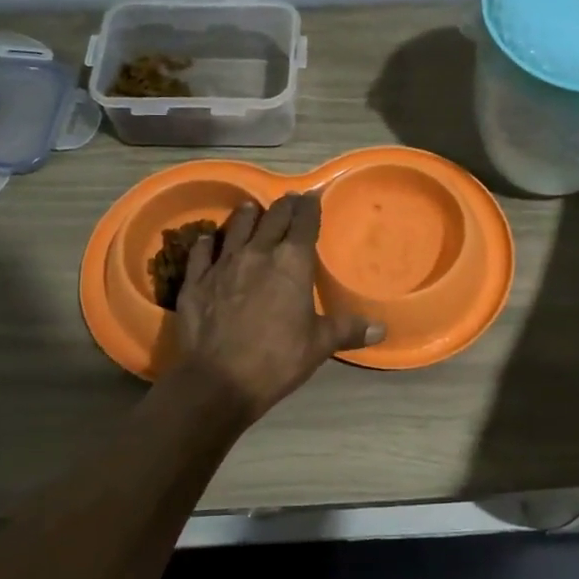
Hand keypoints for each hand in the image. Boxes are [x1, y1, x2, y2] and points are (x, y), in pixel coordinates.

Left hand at [171, 193, 381, 419]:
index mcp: (292, 263)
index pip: (304, 224)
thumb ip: (348, 330)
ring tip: (251, 208)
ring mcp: (223, 265)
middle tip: (289, 201)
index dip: (310, 209)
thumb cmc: (278, 359)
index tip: (312, 198)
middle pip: (272, 219)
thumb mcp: (319, 345)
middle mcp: (257, 254)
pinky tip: (207, 239)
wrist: (220, 380)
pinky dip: (207, 242)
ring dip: (246, 216)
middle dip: (283, 207)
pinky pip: (202, 252)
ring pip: (236, 228)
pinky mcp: (196, 281)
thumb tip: (382, 328)